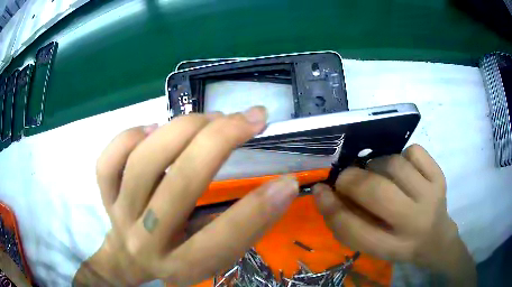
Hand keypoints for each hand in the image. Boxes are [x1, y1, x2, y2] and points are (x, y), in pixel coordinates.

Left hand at [73, 107, 298, 285]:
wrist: (128, 261)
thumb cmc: (177, 260)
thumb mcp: (213, 259)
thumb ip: (242, 229)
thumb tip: (279, 187)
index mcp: (182, 265)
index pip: (224, 238)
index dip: (260, 208)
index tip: (288, 179)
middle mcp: (147, 241)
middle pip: (180, 184)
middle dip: (221, 141)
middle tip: (251, 118)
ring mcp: (120, 214)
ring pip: (143, 162)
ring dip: (182, 129)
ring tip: (210, 118)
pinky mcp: (105, 195)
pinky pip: (108, 161)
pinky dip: (130, 136)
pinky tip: (153, 130)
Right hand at [313, 144, 475, 284]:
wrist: (435, 237)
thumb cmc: (398, 243)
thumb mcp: (371, 245)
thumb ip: (347, 222)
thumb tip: (324, 190)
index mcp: (391, 247)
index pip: (353, 229)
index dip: (331, 207)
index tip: (320, 190)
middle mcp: (413, 222)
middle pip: (376, 191)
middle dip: (352, 179)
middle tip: (347, 178)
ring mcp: (431, 196)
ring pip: (393, 164)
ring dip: (376, 165)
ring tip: (376, 174)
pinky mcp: (440, 176)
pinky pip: (413, 151)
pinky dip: (401, 155)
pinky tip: (401, 169)